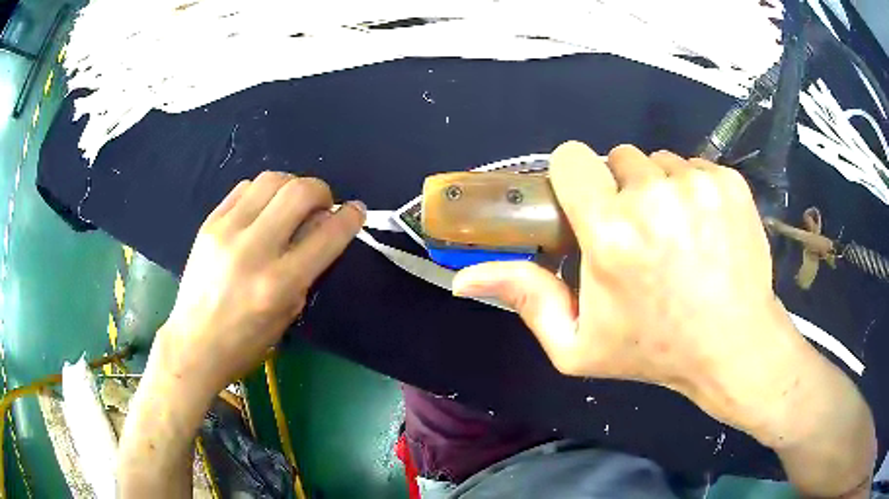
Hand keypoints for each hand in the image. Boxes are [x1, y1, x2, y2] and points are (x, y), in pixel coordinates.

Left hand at [158, 172, 364, 398]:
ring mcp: (226, 231)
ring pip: (271, 180)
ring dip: (292, 186)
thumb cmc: (246, 342)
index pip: (327, 235)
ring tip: (290, 205)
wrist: (194, 343)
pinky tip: (263, 209)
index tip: (356, 210)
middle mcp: (253, 250)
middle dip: (322, 191)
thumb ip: (308, 268)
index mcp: (278, 284)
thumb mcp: (288, 313)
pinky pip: (244, 188)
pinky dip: (263, 192)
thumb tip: (322, 227)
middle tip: (321, 206)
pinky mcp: (208, 223)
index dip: (350, 217)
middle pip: (299, 192)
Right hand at [453, 143, 809, 435]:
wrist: (734, 346)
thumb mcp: (578, 345)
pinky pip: (695, 166)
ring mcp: (698, 184)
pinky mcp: (730, 182)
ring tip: (676, 234)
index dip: (574, 179)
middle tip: (640, 235)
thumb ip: (524, 300)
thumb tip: (464, 278)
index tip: (588, 205)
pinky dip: (693, 189)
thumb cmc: (655, 351)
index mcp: (611, 234)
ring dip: (660, 189)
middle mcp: (654, 197)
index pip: (572, 159)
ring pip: (660, 161)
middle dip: (621, 189)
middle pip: (619, 158)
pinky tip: (705, 228)